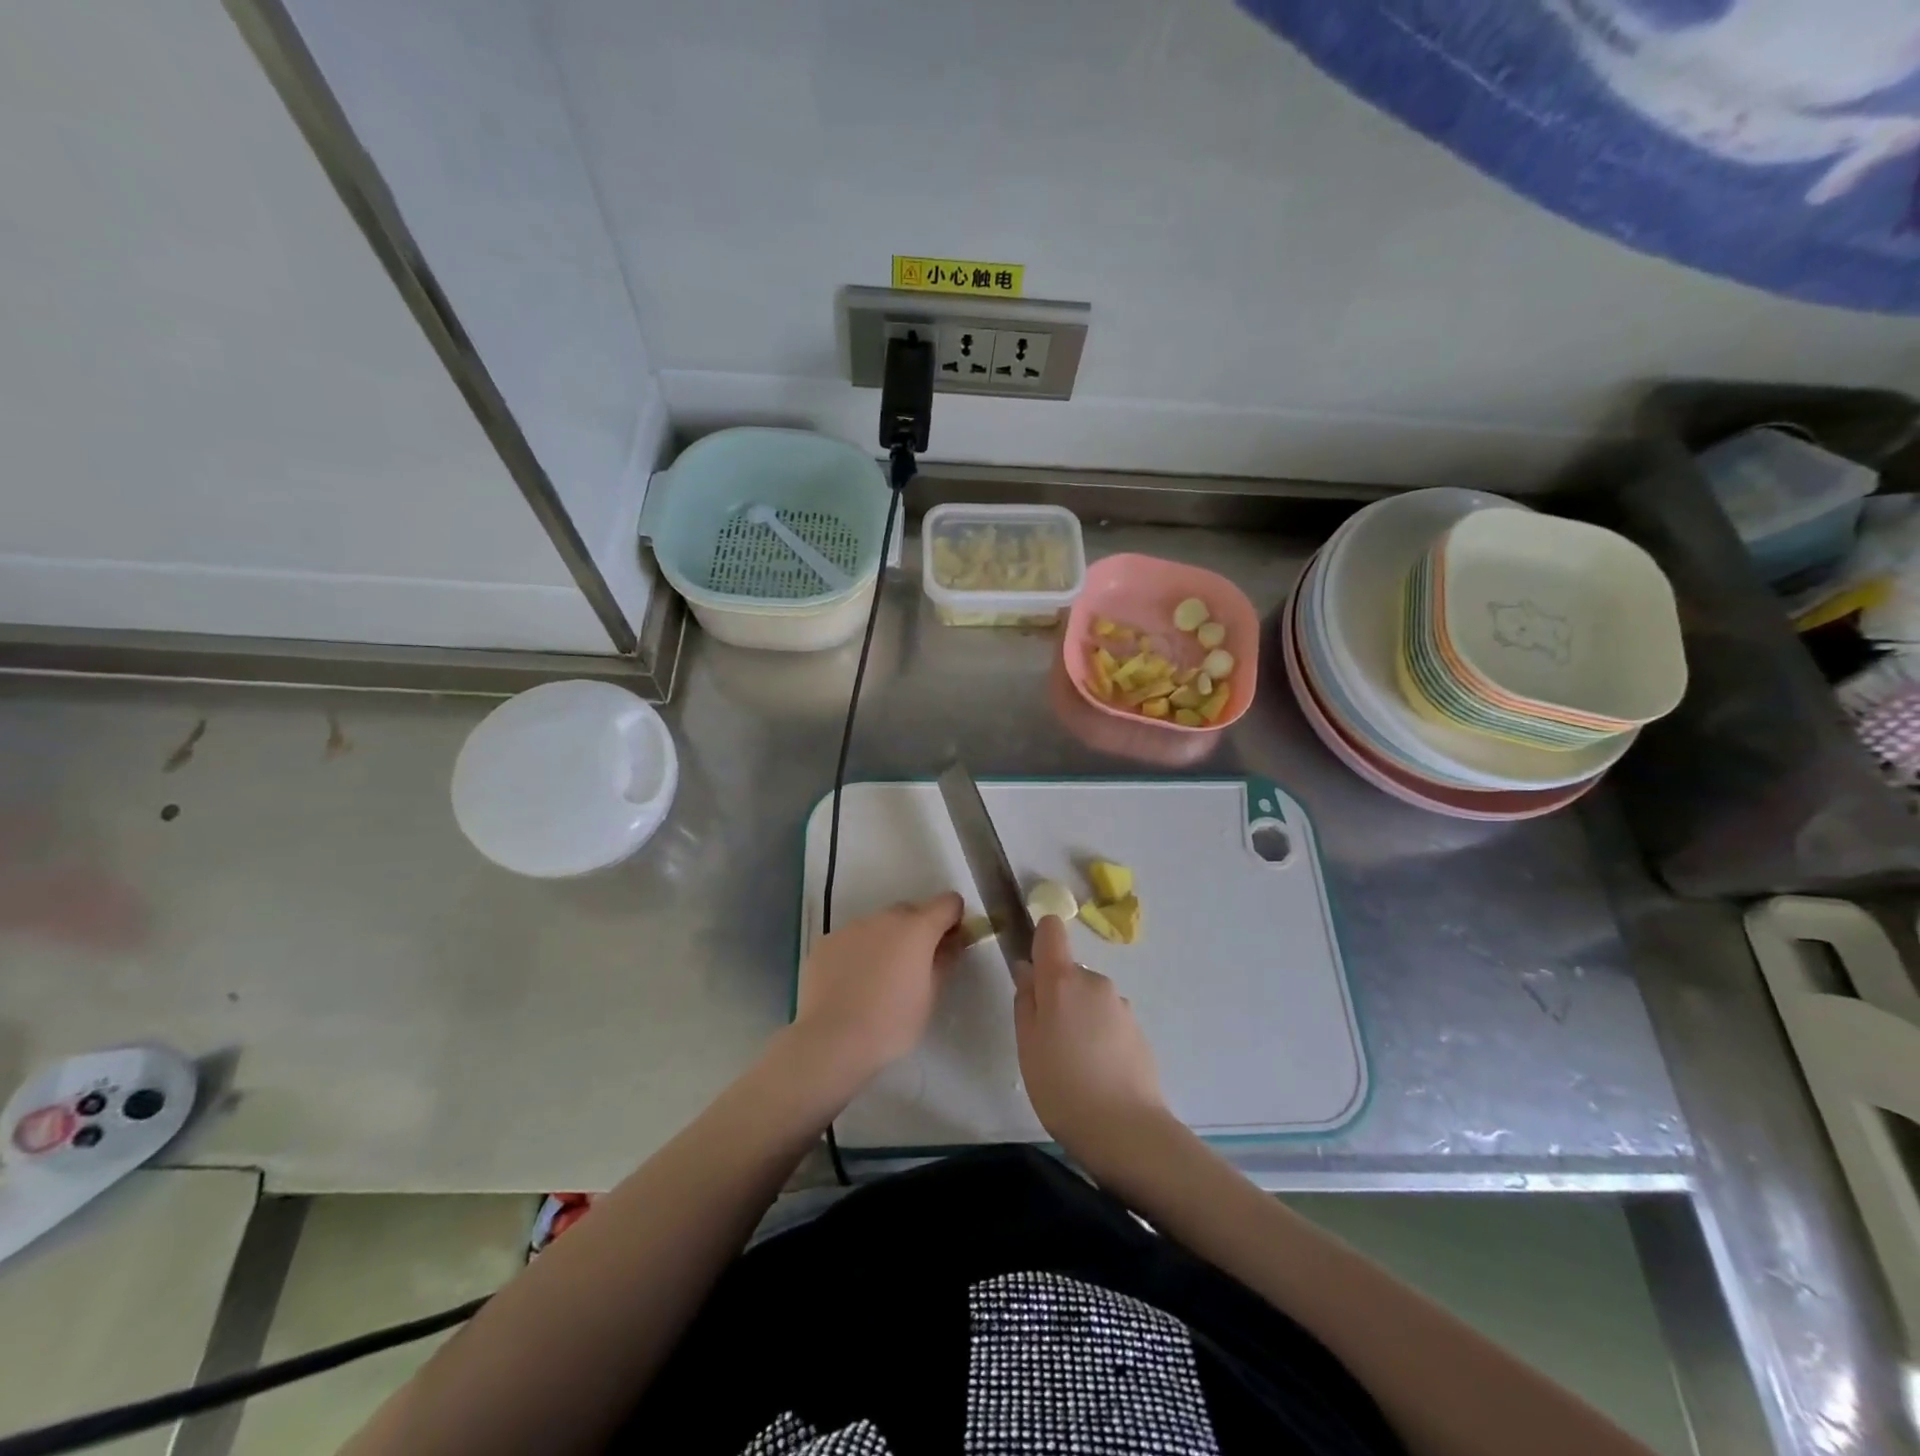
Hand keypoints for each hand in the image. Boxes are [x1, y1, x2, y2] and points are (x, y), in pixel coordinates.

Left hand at [793, 892, 964, 1080]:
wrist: (831, 1039)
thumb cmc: (891, 1023)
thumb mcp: (930, 996)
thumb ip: (945, 960)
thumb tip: (953, 941)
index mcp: (917, 928)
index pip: (947, 903)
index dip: (954, 918)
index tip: (950, 942)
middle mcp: (884, 918)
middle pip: (911, 911)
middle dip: (918, 930)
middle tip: (914, 966)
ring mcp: (852, 927)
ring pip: (878, 924)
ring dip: (886, 940)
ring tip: (878, 978)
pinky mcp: (826, 941)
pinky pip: (852, 939)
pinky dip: (858, 952)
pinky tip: (851, 982)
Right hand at [1014, 915, 1167, 1153]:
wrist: (1126, 1130)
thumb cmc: (1062, 1086)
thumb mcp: (1027, 1044)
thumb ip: (1025, 1000)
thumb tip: (1027, 970)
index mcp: (1063, 979)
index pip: (1051, 930)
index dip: (1039, 941)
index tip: (1031, 971)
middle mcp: (1096, 982)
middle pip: (1069, 972)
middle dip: (1056, 995)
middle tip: (1046, 1040)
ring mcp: (1121, 1005)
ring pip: (1089, 999)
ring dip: (1078, 1017)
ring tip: (1072, 1064)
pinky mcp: (1138, 1030)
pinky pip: (1107, 1021)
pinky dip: (1098, 1036)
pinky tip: (1096, 1073)